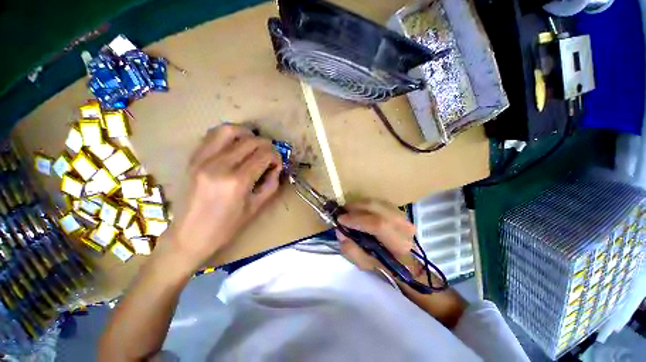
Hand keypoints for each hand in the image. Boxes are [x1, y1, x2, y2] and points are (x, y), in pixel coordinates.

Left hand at [165, 124, 282, 269]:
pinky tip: (236, 144)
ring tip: (254, 144)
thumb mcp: (256, 207)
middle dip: (266, 145)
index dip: (276, 156)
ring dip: (247, 133)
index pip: (264, 155)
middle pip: (250, 141)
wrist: (189, 235)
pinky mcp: (193, 158)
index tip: (277, 164)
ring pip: (229, 130)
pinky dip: (228, 134)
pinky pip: (212, 135)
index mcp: (237, 181)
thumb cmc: (226, 226)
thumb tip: (276, 167)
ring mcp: (203, 159)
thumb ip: (271, 184)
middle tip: (269, 156)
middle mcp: (219, 165)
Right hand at [336, 200, 416, 271]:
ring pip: (377, 203)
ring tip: (348, 210)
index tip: (340, 219)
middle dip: (356, 207)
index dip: (356, 219)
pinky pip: (378, 202)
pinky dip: (366, 204)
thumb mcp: (366, 265)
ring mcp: (403, 216)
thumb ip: (351, 251)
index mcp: (398, 244)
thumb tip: (340, 232)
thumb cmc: (385, 266)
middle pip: (376, 208)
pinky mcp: (399, 211)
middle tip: (342, 211)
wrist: (405, 261)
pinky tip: (358, 210)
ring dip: (359, 204)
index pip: (378, 224)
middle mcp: (404, 226)